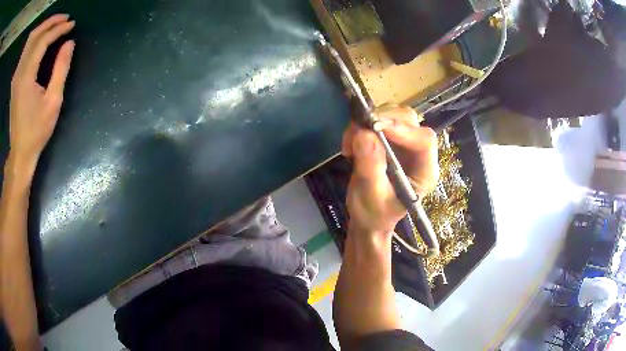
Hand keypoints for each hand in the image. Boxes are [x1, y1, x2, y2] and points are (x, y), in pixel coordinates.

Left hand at [9, 14, 74, 171]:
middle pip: (37, 39)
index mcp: (28, 75)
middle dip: (52, 24)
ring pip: (32, 45)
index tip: (71, 25)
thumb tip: (69, 43)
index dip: (58, 29)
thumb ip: (61, 69)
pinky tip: (43, 41)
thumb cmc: (36, 131)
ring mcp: (18, 78)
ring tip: (56, 25)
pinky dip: (37, 43)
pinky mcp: (17, 84)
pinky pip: (28, 55)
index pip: (44, 41)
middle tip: (65, 19)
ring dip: (44, 31)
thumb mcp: (53, 101)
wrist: (20, 153)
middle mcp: (21, 72)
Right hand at [342, 106, 438, 234]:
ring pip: (392, 115)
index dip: (402, 129)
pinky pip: (377, 120)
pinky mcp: (388, 139)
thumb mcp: (372, 196)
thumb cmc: (375, 214)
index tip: (374, 128)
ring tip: (350, 144)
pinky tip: (350, 146)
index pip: (424, 140)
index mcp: (425, 171)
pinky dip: (360, 126)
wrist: (369, 217)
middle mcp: (418, 153)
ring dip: (368, 122)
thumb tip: (363, 134)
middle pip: (409, 120)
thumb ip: (370, 168)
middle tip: (357, 134)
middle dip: (382, 121)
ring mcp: (404, 143)